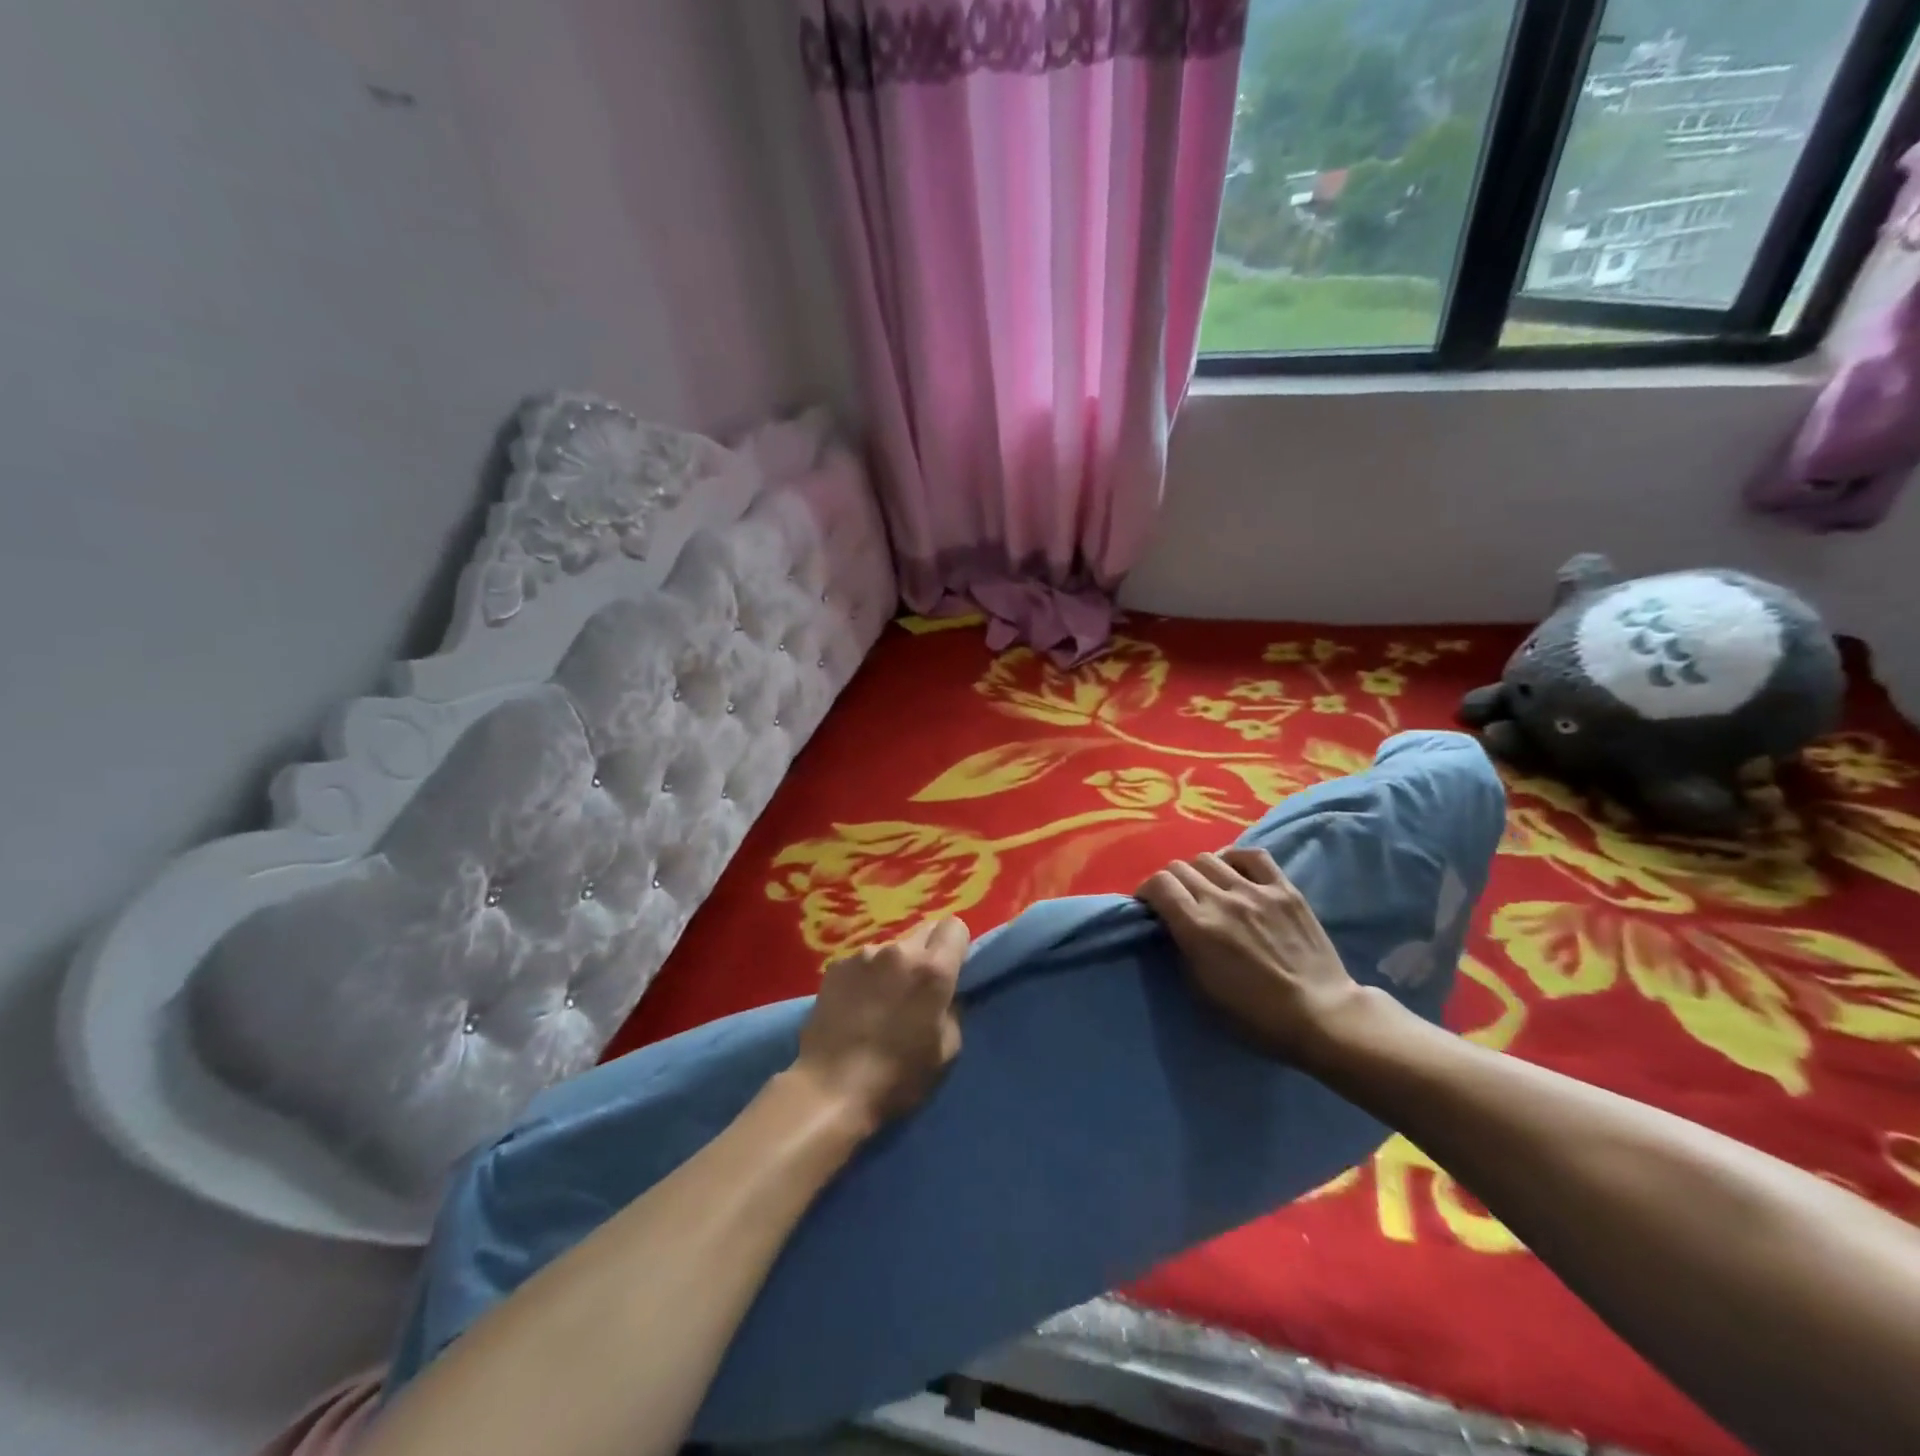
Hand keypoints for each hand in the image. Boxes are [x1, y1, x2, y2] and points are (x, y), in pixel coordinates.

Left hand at [792, 918, 969, 1134]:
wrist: (830, 1089)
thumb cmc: (897, 1077)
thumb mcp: (946, 1051)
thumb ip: (953, 1009)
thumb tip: (946, 994)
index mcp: (932, 969)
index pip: (955, 927)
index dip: (956, 947)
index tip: (951, 971)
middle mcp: (899, 951)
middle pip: (924, 931)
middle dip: (927, 954)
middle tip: (917, 988)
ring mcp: (864, 955)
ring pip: (892, 948)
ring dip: (894, 966)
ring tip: (881, 1001)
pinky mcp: (836, 966)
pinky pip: (863, 962)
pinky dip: (867, 976)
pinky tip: (855, 1005)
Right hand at [1138, 849, 1369, 1066]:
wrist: (1320, 1014)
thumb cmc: (1255, 1014)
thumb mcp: (1202, 989)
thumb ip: (1182, 947)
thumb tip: (1172, 924)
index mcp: (1197, 927)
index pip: (1159, 884)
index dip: (1147, 891)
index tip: (1151, 905)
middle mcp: (1222, 900)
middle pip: (1180, 867)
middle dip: (1171, 882)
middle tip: (1177, 900)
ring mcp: (1256, 891)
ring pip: (1210, 857)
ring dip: (1199, 871)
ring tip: (1207, 887)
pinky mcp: (1285, 889)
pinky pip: (1253, 855)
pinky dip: (1236, 858)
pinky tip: (1235, 872)